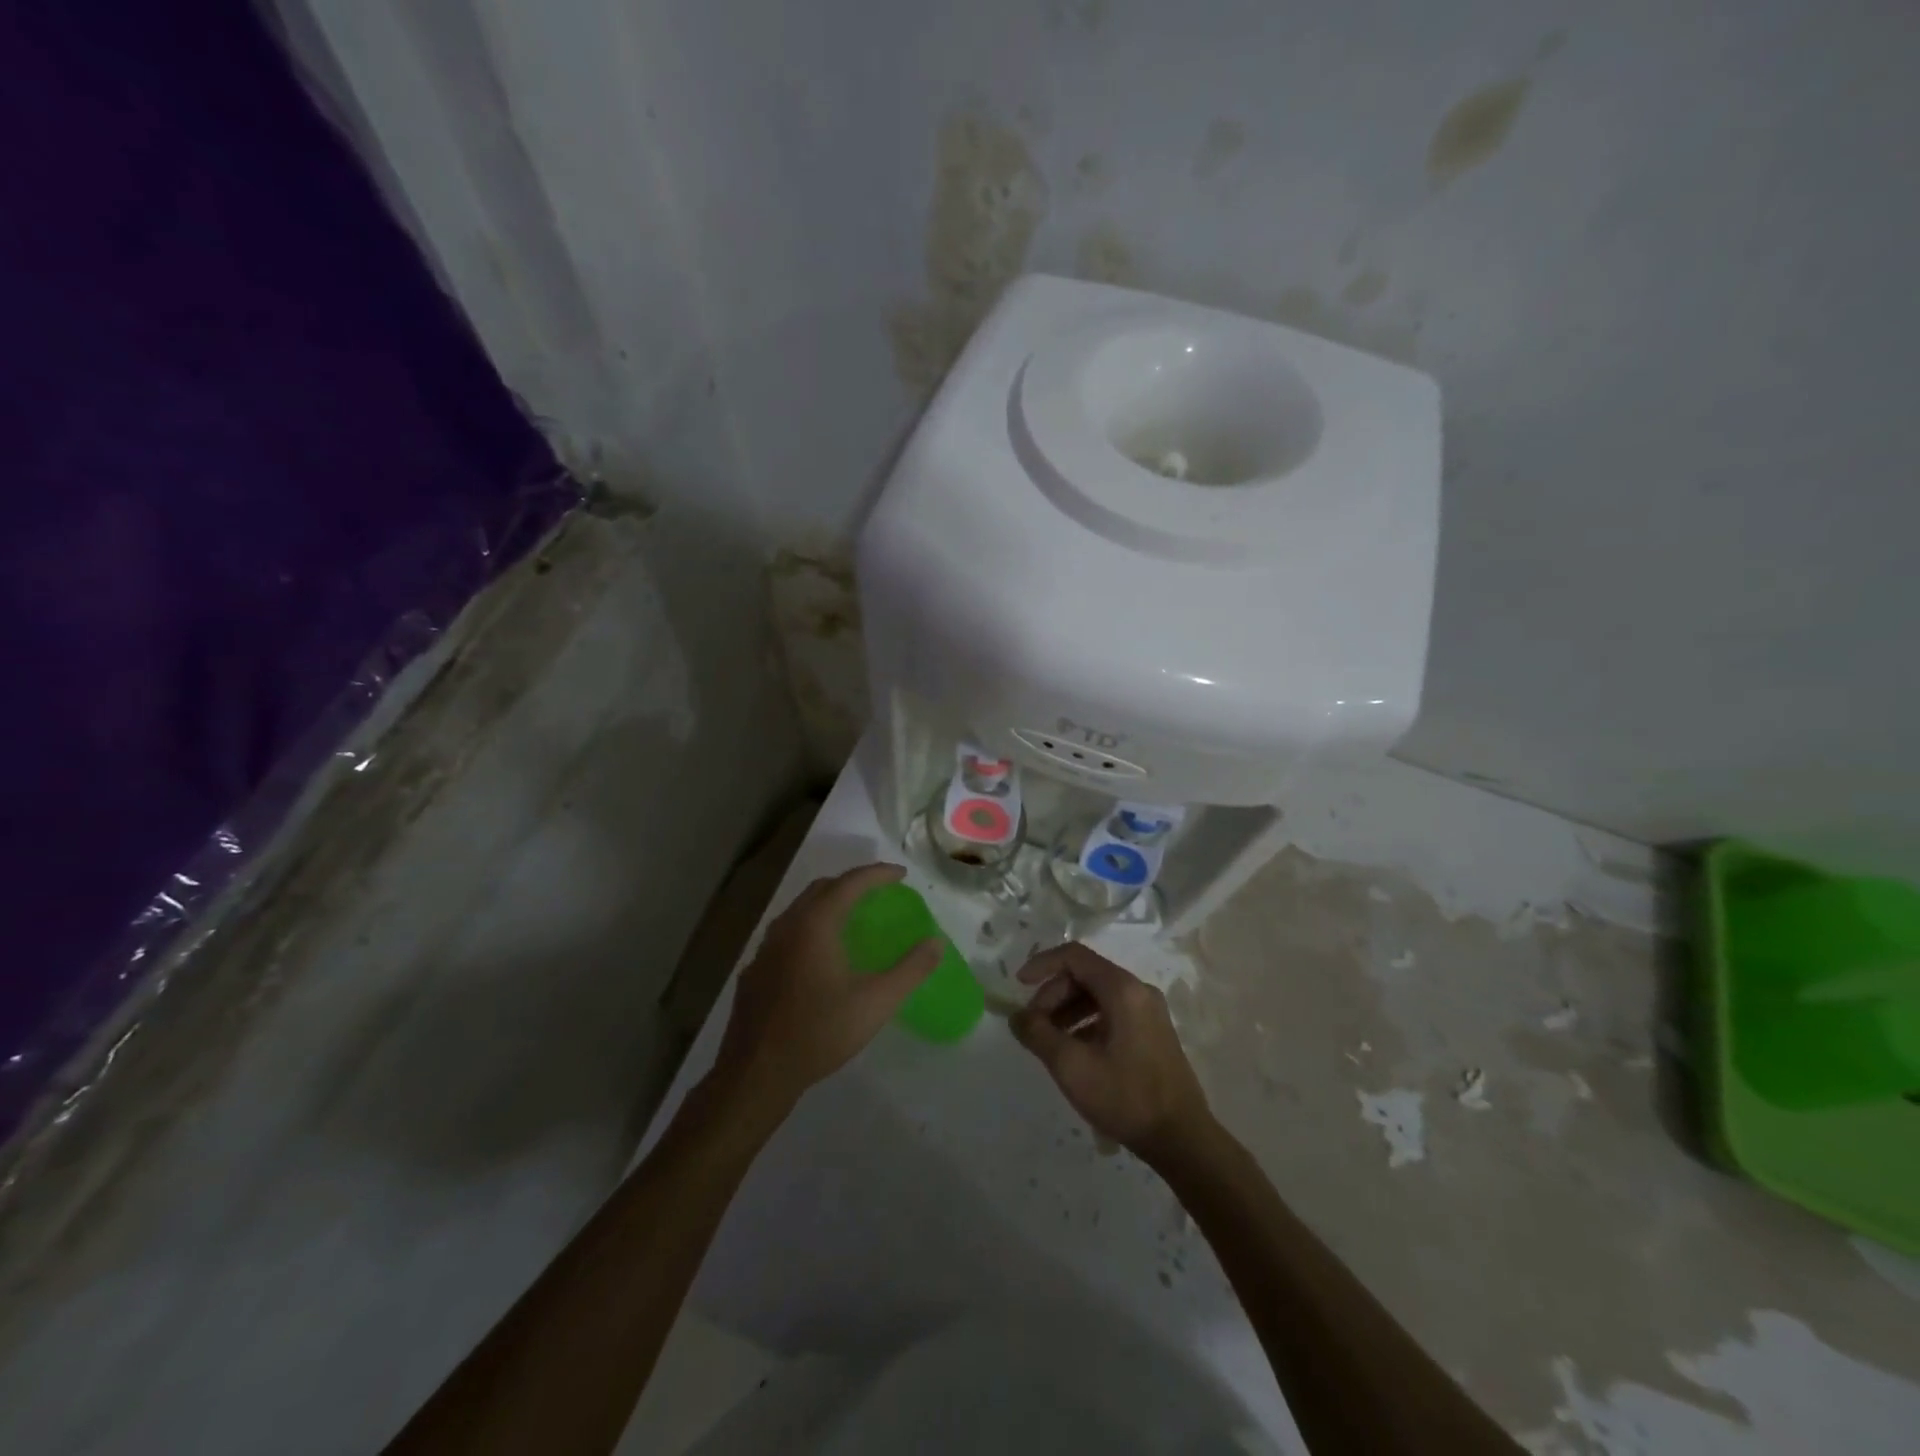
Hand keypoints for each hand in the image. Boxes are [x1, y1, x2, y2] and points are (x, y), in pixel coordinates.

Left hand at [712, 863, 939, 1112]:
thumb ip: (910, 970)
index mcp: (815, 924)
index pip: (850, 883)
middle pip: (821, 889)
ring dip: (827, 905)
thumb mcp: (876, 1002)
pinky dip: (809, 929)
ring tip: (851, 919)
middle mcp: (787, 926)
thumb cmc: (820, 1032)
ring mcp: (765, 948)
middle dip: (851, 884)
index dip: (878, 874)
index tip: (901, 874)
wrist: (757, 1074)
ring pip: (800, 910)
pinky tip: (818, 957)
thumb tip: (936, 943)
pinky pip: (786, 935)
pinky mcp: (754, 971)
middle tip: (878, 893)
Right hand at [1010, 944, 1213, 1161]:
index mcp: (1123, 989)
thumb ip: (1038, 1034)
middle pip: (1085, 974)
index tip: (1019, 986)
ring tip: (1049, 1040)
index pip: (1074, 956)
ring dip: (1067, 1009)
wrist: (1181, 1139)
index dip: (1042, 965)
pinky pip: (1112, 1011)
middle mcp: (1139, 990)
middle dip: (1053, 994)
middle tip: (1033, 1025)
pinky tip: (1074, 1050)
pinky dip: (1087, 1022)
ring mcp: (1149, 1011)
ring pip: (1098, 994)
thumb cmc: (1125, 1097)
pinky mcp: (1153, 1031)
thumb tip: (1017, 1016)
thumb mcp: (1072, 1066)